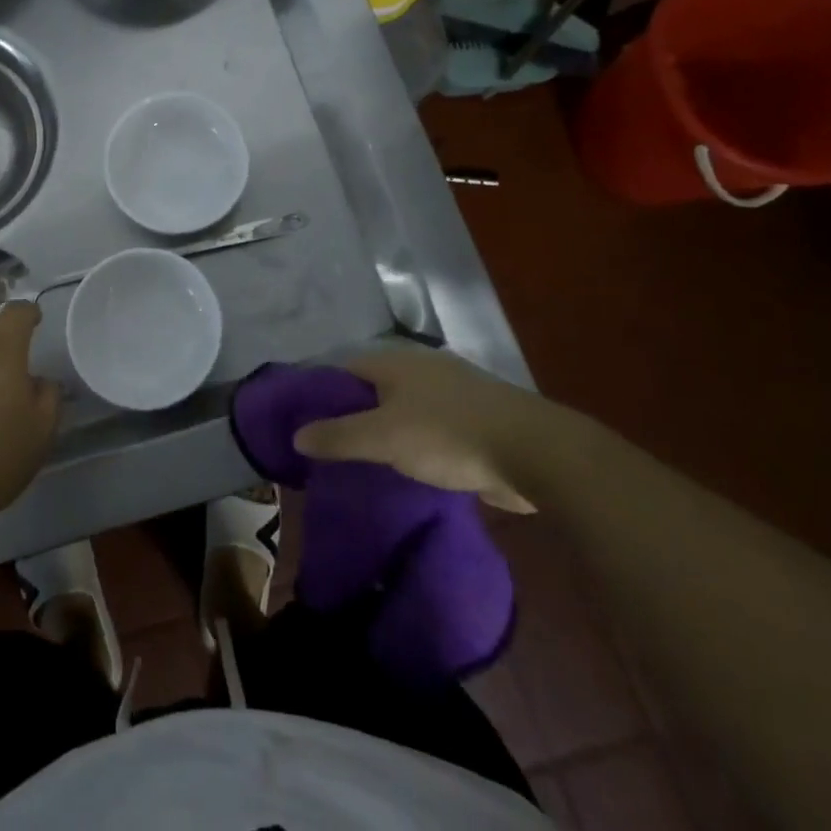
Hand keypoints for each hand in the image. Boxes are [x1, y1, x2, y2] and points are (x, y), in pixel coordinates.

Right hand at [292, 349, 565, 512]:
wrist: (533, 451)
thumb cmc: (448, 434)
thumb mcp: (383, 438)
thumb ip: (338, 436)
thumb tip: (297, 435)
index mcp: (395, 361)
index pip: (343, 369)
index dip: (321, 393)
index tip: (305, 423)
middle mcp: (420, 368)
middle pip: (373, 388)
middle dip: (352, 415)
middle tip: (330, 448)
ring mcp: (451, 392)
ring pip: (403, 409)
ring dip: (385, 431)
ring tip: (364, 463)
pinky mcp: (475, 419)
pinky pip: (430, 428)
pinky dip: (414, 444)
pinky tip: (407, 470)